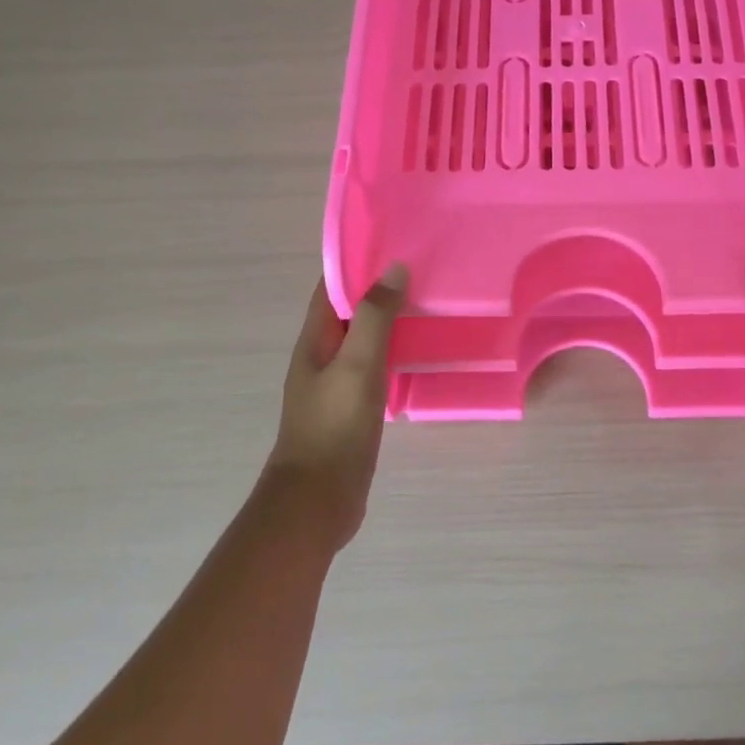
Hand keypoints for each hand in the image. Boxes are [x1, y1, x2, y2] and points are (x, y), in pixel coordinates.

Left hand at [268, 267, 407, 549]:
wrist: (317, 501)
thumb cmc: (334, 427)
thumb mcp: (357, 365)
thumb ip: (375, 317)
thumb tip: (394, 269)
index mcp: (315, 340)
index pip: (332, 287)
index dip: (358, 263)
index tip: (395, 244)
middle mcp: (322, 356)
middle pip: (351, 311)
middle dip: (380, 289)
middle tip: (424, 270)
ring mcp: (337, 384)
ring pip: (365, 340)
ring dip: (390, 321)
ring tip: (429, 303)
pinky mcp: (353, 408)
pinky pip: (375, 367)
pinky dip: (394, 352)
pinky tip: (421, 352)